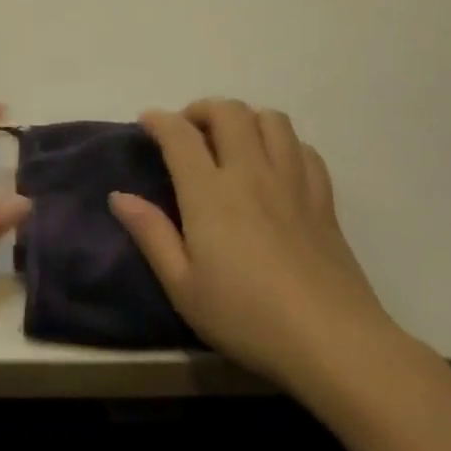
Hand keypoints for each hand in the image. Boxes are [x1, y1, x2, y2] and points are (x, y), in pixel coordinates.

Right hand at [108, 100, 405, 389]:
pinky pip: (303, 148)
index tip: (146, 123)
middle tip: (187, 132)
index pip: (180, 135)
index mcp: (210, 193)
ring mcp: (293, 182)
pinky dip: (281, 142)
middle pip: (229, 112)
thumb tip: (119, 196)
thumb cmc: (245, 316)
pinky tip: (273, 165)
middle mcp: (251, 173)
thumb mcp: (182, 285)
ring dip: (244, 118)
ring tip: (230, 142)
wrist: (331, 340)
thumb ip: (151, 234)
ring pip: (271, 120)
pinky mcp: (323, 199)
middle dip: (201, 110)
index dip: (159, 120)